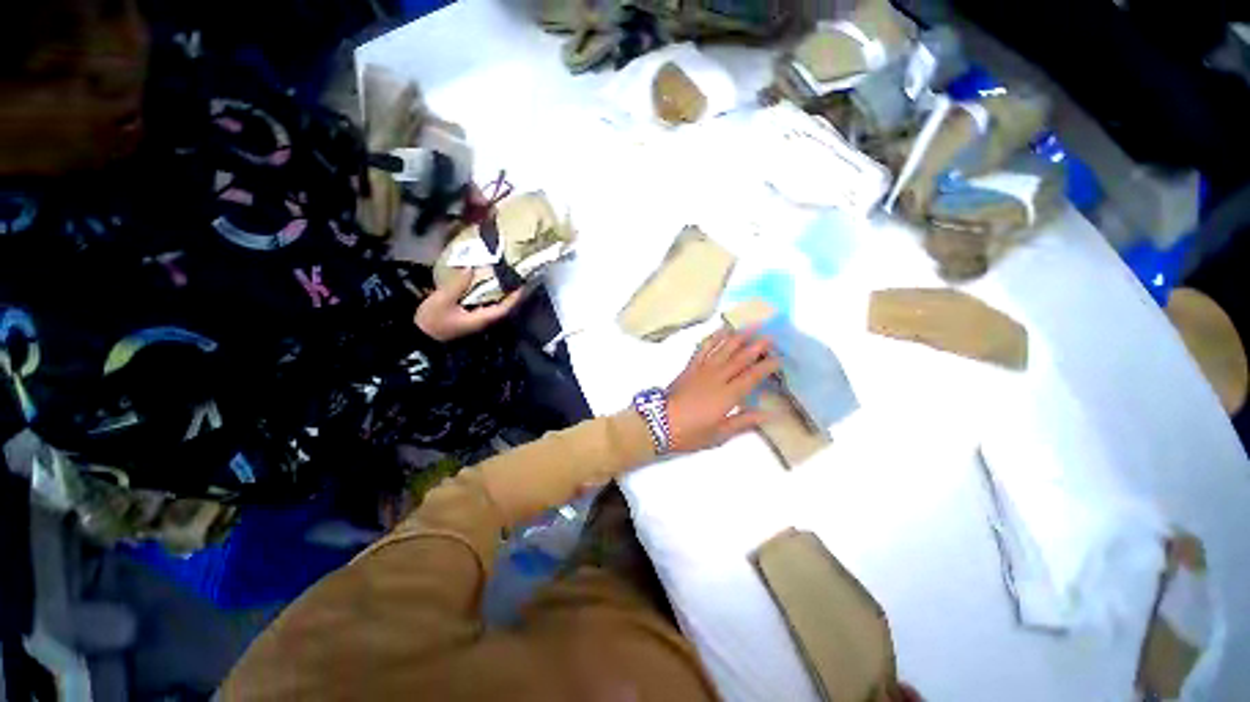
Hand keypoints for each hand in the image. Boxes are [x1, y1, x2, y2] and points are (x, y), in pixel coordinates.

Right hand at [415, 269, 525, 341]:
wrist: (418, 339)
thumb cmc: (431, 321)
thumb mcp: (441, 301)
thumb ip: (457, 284)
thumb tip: (470, 267)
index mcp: (481, 319)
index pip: (504, 308)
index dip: (514, 298)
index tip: (521, 285)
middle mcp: (482, 321)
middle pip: (501, 306)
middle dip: (509, 293)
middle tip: (513, 277)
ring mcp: (475, 320)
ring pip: (492, 305)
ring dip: (498, 293)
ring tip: (502, 277)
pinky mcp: (467, 318)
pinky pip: (482, 305)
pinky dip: (486, 295)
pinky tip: (482, 284)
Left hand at [665, 328, 780, 452]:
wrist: (658, 423)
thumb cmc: (690, 433)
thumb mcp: (719, 434)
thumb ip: (743, 422)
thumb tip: (768, 415)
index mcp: (727, 396)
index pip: (752, 377)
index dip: (766, 367)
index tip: (778, 359)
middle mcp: (717, 378)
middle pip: (739, 359)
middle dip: (756, 347)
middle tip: (770, 337)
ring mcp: (702, 370)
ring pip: (723, 349)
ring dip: (738, 337)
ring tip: (750, 327)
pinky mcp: (689, 367)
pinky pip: (703, 348)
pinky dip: (713, 338)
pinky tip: (720, 331)